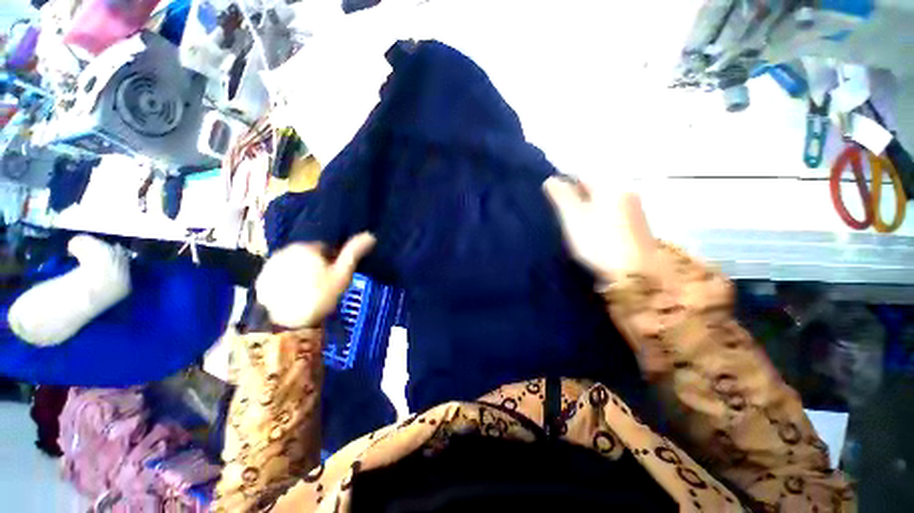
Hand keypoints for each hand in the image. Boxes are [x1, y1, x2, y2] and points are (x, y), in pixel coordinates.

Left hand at [256, 233, 375, 327]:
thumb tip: (370, 235)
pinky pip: (279, 276)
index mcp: (307, 248)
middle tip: (324, 285)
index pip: (325, 248)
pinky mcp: (261, 280)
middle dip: (316, 265)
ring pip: (293, 265)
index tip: (336, 276)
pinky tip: (293, 296)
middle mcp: (286, 251)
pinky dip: (286, 282)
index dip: (334, 261)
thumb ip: (353, 253)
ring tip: (308, 292)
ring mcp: (271, 266)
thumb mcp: (342, 274)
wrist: (285, 323)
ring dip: (301, 273)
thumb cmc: (319, 296)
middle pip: (308, 255)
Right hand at [543, 176, 654, 280]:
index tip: (553, 203)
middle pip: (594, 188)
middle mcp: (625, 192)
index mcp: (610, 186)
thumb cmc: (598, 241)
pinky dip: (598, 219)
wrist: (633, 274)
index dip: (564, 186)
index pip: (582, 175)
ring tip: (573, 226)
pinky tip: (591, 234)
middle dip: (576, 198)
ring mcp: (634, 210)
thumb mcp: (573, 217)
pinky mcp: (636, 227)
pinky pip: (611, 214)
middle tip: (561, 216)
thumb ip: (561, 195)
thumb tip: (550, 179)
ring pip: (602, 202)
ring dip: (586, 209)